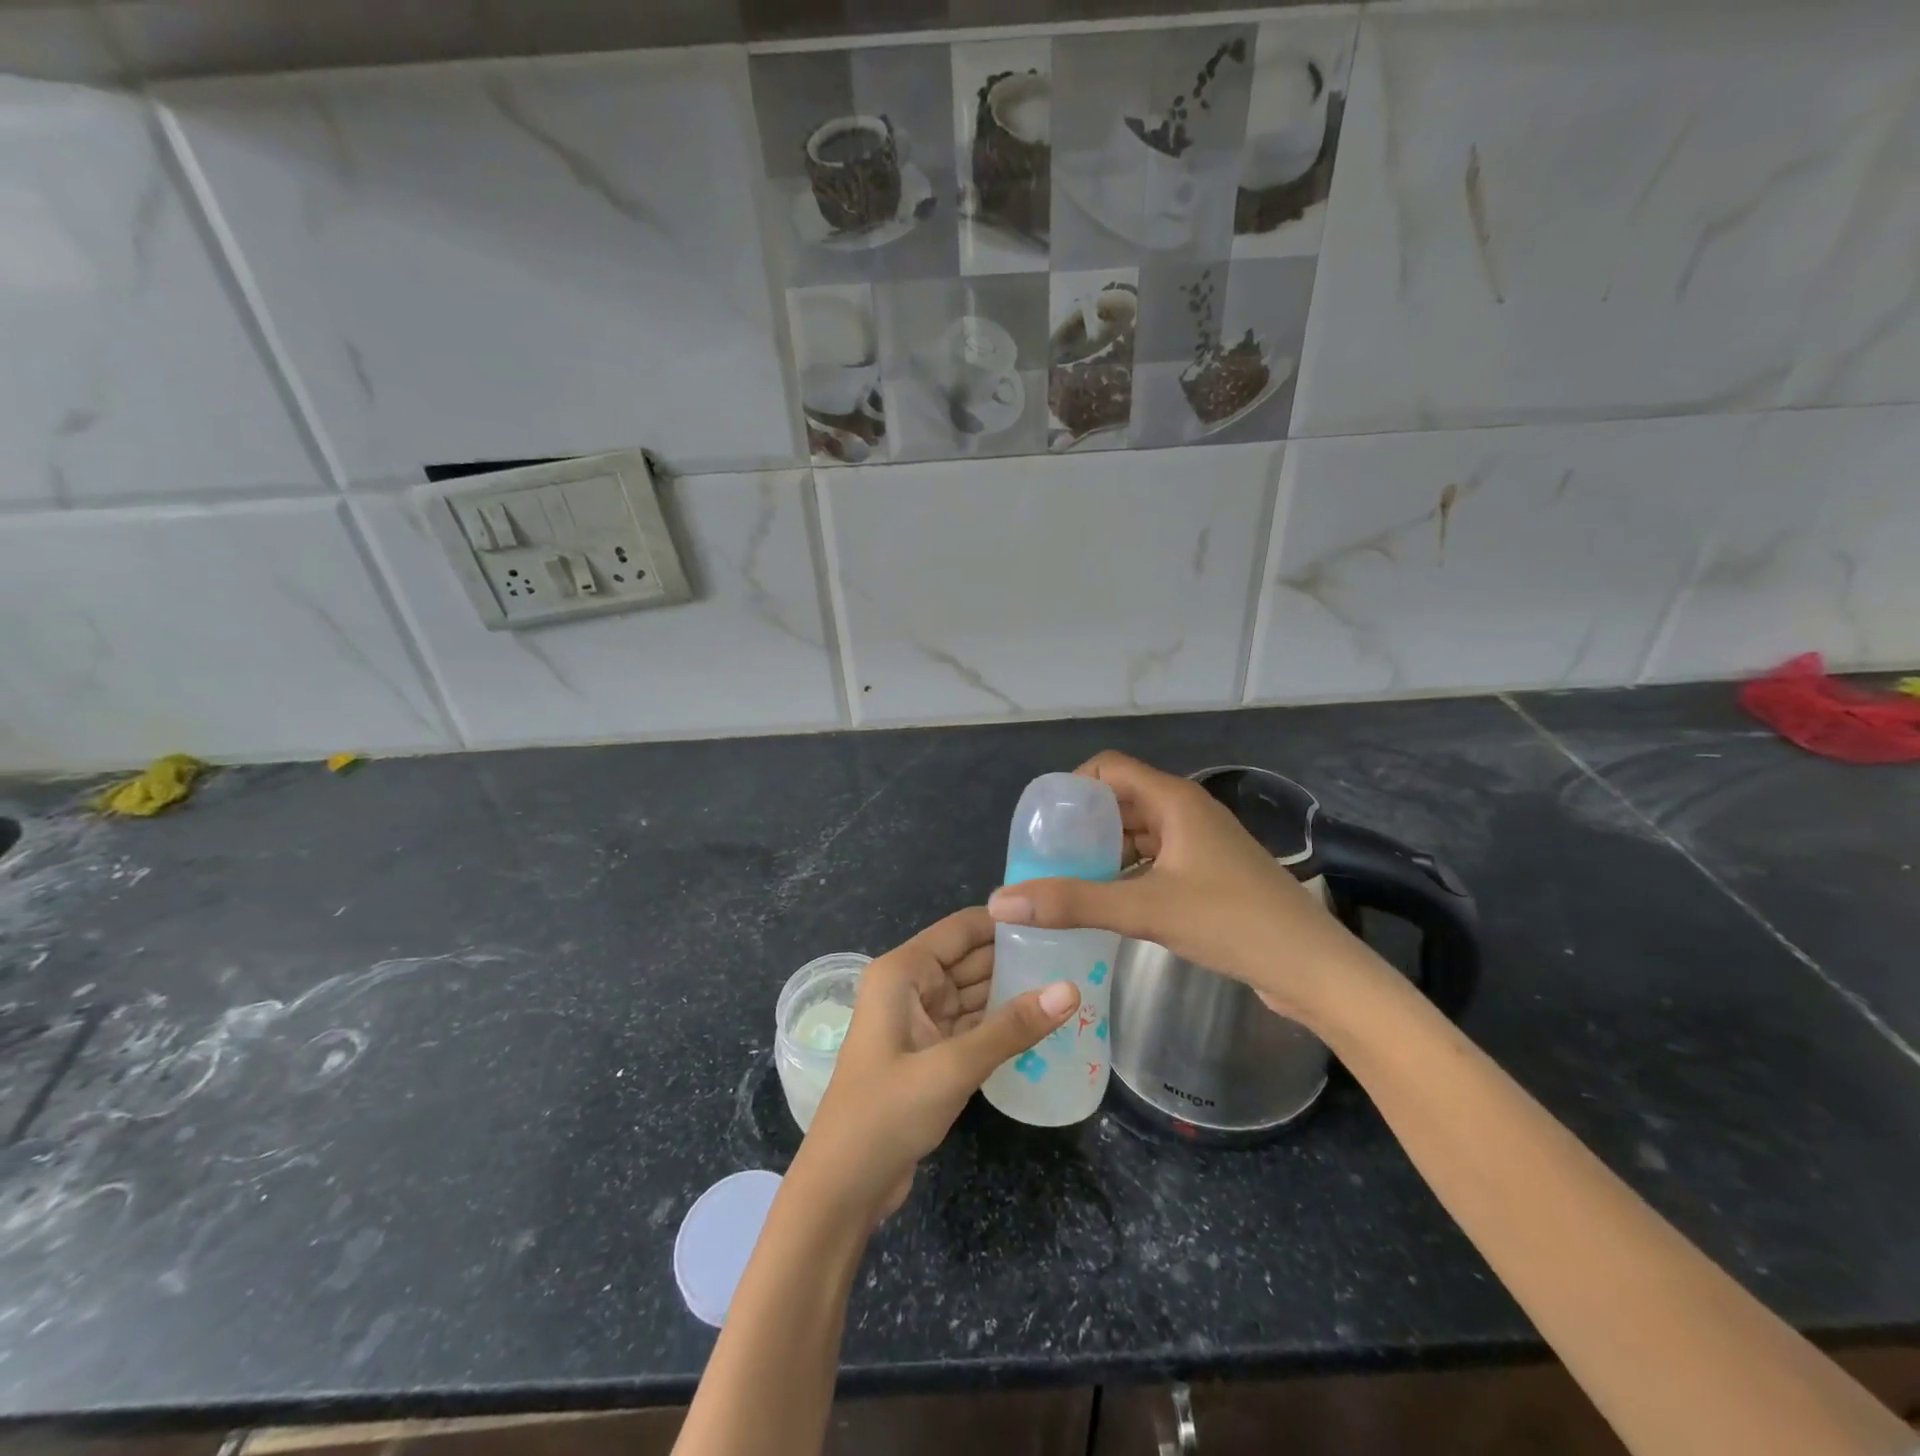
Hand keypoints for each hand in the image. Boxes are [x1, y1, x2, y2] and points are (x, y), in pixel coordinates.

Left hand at [794, 907, 1078, 1225]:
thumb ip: (1011, 1028)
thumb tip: (1071, 989)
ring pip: (974, 993)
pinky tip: (1042, 1022)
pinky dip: (1000, 1024)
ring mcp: (919, 1020)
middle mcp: (910, 986)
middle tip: (1076, 952)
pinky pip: (971, 1025)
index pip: (961, 929)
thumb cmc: (887, 1113)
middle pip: (970, 958)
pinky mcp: (930, 1053)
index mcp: (903, 972)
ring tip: (1070, 980)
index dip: (1006, 921)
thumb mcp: (952, 1067)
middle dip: (1017, 956)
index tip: (1058, 919)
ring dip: (1013, 990)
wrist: (844, 1187)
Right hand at [985, 752, 1372, 1023]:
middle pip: (1121, 799)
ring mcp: (1200, 843)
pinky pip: (1154, 859)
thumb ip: (1073, 903)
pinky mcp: (1208, 873)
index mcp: (1174, 800)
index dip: (1072, 785)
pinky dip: (1126, 871)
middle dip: (1082, 823)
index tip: (1042, 821)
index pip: (1109, 767)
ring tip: (1066, 879)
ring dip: (1103, 850)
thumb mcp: (1145, 909)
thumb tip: (1001, 902)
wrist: (1313, 968)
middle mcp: (1186, 811)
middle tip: (1045, 856)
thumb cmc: (1232, 923)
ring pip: (1138, 832)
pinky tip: (1106, 901)